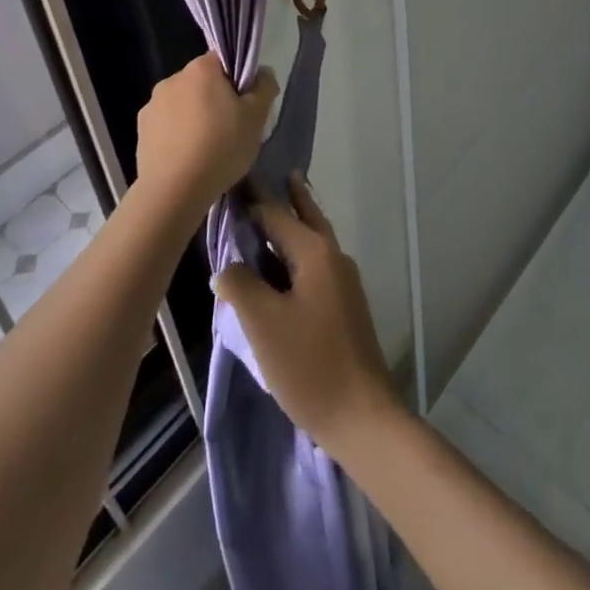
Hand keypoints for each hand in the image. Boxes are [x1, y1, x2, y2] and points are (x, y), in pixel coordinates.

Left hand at [135, 53, 276, 221]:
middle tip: (231, 129)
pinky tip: (187, 158)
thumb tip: (262, 73)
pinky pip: (167, 125)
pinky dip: (177, 135)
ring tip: (207, 149)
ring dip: (194, 117)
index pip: (223, 61)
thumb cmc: (221, 147)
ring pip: (183, 104)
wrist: (174, 191)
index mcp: (200, 69)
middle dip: (215, 99)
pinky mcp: (141, 130)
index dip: (237, 80)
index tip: (245, 105)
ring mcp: (152, 105)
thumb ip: (264, 87)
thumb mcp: (257, 118)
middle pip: (202, 83)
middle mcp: (172, 79)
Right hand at [213, 176, 400, 457]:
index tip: (232, 177)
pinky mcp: (344, 305)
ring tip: (277, 206)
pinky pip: (315, 263)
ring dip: (295, 220)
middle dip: (288, 195)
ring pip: (313, 239)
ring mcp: (343, 281)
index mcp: (315, 252)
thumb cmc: (309, 364)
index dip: (251, 197)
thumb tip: (227, 266)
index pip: (275, 212)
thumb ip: (239, 284)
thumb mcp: (262, 323)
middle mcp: (333, 257)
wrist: (362, 416)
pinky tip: (283, 262)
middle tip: (270, 173)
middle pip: (305, 216)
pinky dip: (298, 250)